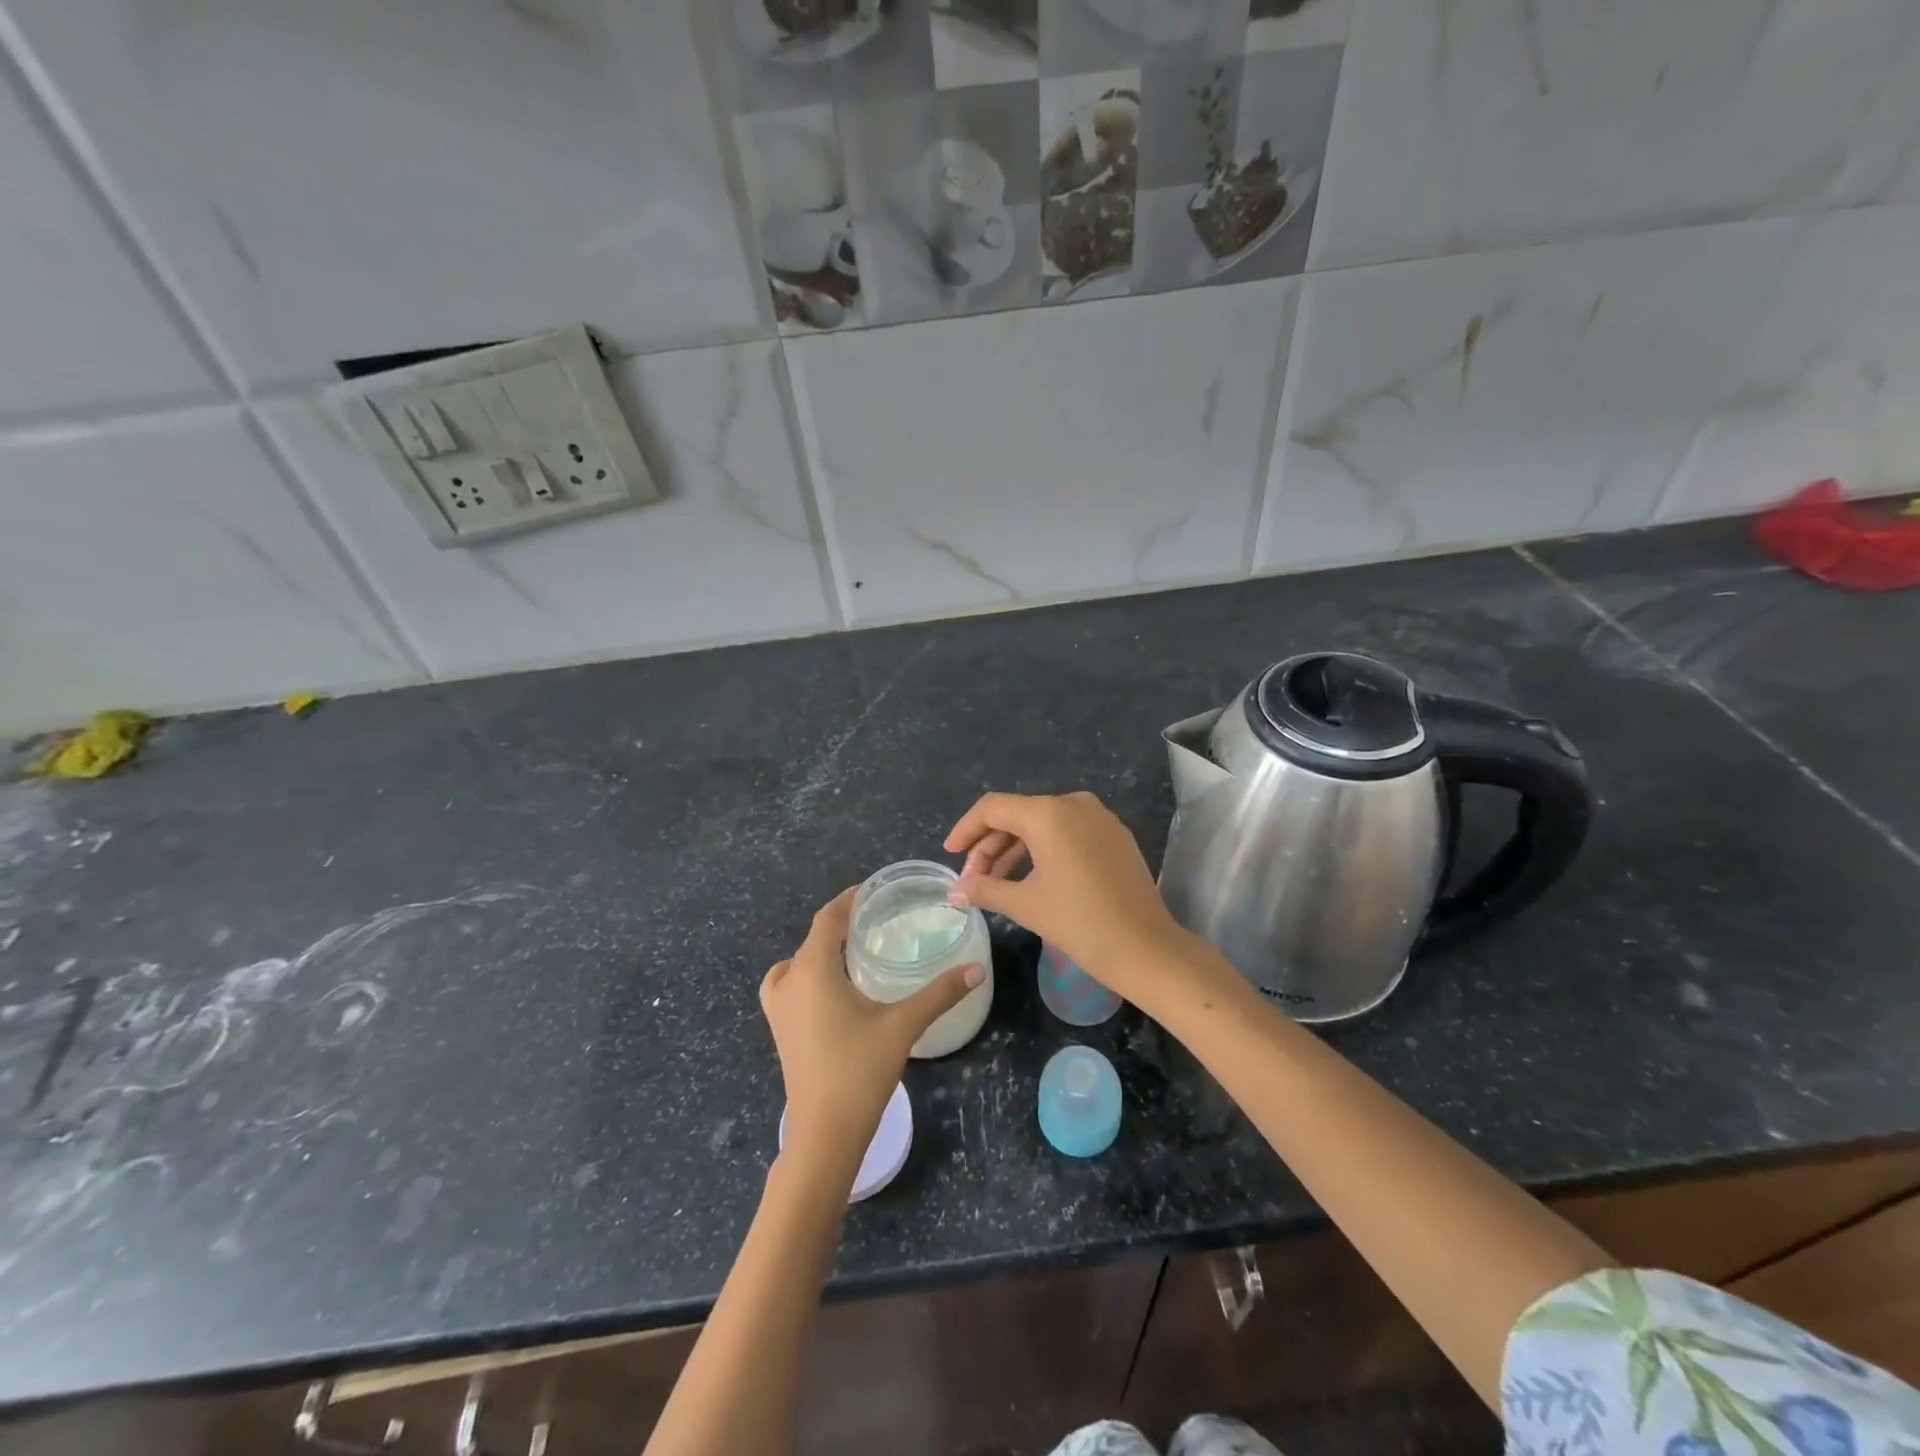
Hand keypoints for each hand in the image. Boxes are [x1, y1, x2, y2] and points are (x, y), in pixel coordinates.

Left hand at [761, 888, 983, 1172]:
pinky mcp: (779, 1029)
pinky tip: (832, 989)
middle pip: (814, 938)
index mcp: (812, 969)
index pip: (827, 919)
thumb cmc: (859, 1071)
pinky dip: (807, 974)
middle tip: (876, 919)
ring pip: (798, 961)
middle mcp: (789, 981)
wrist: (823, 1134)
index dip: (848, 900)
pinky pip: (790, 984)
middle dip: (841, 924)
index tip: (873, 890)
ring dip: (823, 950)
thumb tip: (977, 969)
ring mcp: (778, 1008)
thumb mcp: (903, 1025)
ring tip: (855, 950)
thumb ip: (940, 993)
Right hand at [944, 791, 1207, 1005]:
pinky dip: (1043, 849)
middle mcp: (1073, 804)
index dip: (966, 829)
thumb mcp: (1025, 905)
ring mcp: (1099, 818)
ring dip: (1015, 849)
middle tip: (972, 880)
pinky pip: (1068, 832)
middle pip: (1018, 815)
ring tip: (995, 883)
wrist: (1146, 948)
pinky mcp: (1115, 835)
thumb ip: (985, 889)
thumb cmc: (1079, 923)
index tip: (949, 854)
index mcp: (1048, 814)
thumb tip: (955, 891)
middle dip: (990, 846)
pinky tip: (1031, 877)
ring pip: (1043, 824)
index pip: (993, 809)